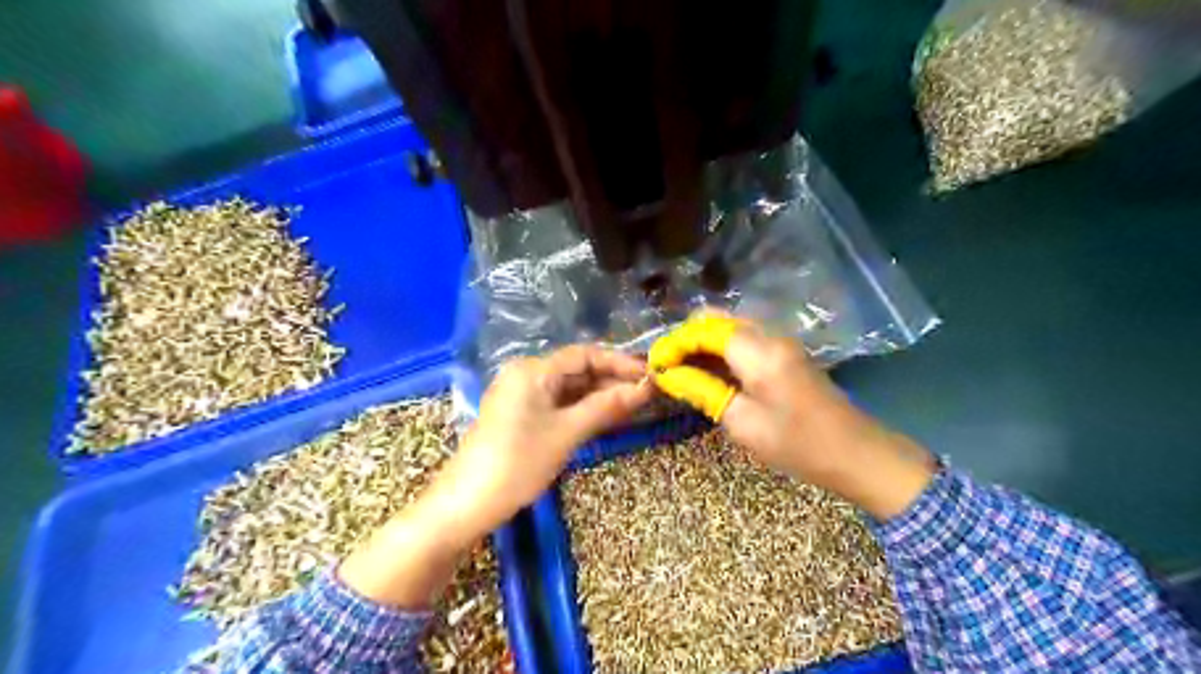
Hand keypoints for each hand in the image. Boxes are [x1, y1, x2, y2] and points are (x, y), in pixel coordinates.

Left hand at [447, 345, 655, 532]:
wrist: (467, 503)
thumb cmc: (519, 463)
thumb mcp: (567, 432)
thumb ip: (606, 406)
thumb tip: (644, 388)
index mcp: (532, 370)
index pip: (584, 355)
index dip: (619, 363)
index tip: (649, 375)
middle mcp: (525, 374)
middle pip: (576, 369)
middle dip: (611, 380)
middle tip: (646, 393)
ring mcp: (520, 395)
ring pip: (568, 388)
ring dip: (599, 395)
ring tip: (633, 406)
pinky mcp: (519, 415)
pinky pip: (557, 403)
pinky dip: (581, 409)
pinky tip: (605, 417)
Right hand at [654, 313, 933, 519]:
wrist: (858, 455)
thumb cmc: (798, 444)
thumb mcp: (742, 422)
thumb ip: (702, 390)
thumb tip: (668, 374)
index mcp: (759, 351)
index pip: (705, 329)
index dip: (675, 343)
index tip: (654, 364)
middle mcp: (770, 336)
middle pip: (718, 320)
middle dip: (687, 339)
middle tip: (666, 367)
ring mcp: (781, 344)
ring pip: (731, 329)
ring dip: (703, 345)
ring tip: (681, 371)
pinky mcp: (786, 355)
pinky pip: (746, 342)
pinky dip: (722, 352)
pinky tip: (709, 374)